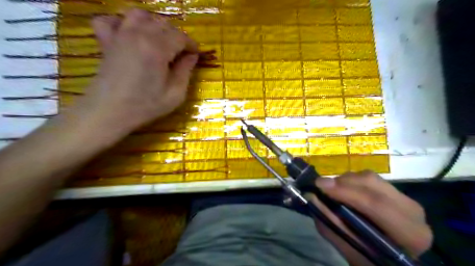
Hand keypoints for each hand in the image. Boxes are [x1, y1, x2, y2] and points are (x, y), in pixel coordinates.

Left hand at [70, 10, 198, 135]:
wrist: (109, 111)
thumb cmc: (146, 105)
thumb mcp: (175, 93)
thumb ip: (186, 71)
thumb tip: (192, 56)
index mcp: (157, 48)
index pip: (180, 36)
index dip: (191, 45)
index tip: (196, 55)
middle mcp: (138, 34)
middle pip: (163, 23)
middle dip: (177, 36)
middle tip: (181, 53)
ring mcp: (119, 35)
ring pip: (139, 14)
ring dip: (154, 23)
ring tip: (160, 40)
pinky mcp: (106, 41)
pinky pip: (110, 20)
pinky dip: (121, 22)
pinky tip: (129, 34)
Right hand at [308, 172, 432, 264]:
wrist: (396, 261)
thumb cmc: (374, 261)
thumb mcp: (350, 251)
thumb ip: (330, 225)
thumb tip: (311, 197)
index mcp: (409, 233)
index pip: (376, 204)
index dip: (345, 192)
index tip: (319, 185)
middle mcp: (412, 211)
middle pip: (372, 183)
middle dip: (342, 182)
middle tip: (321, 186)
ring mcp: (406, 198)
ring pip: (370, 177)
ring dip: (346, 180)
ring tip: (332, 190)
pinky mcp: (397, 192)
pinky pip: (370, 179)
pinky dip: (352, 181)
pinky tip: (344, 191)